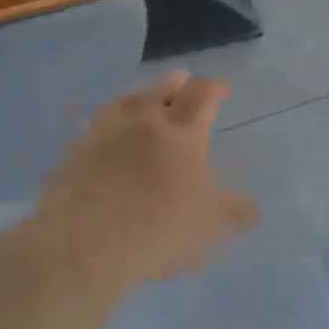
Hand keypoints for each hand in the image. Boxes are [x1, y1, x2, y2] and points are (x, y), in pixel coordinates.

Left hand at [30, 71, 257, 288]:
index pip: (202, 94)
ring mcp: (106, 130)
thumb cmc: (156, 229)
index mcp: (182, 131)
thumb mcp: (208, 226)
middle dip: (177, 85)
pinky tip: (111, 134)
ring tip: (147, 102)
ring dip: (143, 97)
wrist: (81, 244)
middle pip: (163, 88)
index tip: (221, 90)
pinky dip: (112, 122)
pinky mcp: (76, 148)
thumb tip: (252, 206)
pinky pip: (98, 124)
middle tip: (183, 86)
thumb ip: (233, 212)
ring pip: (128, 99)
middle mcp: (145, 119)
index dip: (213, 88)